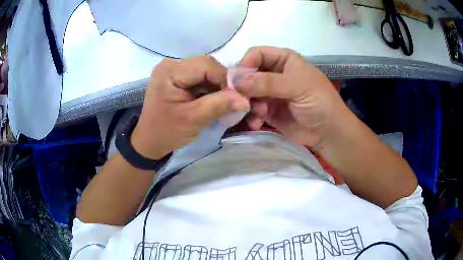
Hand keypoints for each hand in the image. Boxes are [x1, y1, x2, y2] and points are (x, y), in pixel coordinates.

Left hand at [131, 56, 249, 158]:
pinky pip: (200, 77)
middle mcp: (171, 64)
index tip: (236, 98)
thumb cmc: (167, 132)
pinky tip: (211, 99)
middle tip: (230, 101)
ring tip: (221, 102)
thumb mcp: (194, 120)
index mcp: (170, 71)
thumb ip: (219, 106)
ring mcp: (173, 69)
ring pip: (206, 70)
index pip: (207, 64)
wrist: (149, 141)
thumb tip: (245, 99)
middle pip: (207, 65)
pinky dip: (209, 87)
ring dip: (216, 85)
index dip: (226, 78)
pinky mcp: (176, 77)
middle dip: (222, 82)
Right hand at [236, 46, 348, 146]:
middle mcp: (274, 74)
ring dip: (248, 103)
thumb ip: (268, 83)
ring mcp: (270, 93)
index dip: (246, 64)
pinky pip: (252, 110)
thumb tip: (236, 80)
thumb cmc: (319, 102)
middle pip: (248, 74)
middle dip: (243, 87)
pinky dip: (251, 116)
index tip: (237, 80)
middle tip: (241, 100)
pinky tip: (256, 124)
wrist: (328, 133)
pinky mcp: (268, 111)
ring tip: (258, 114)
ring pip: (247, 93)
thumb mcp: (298, 87)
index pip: (257, 54)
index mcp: (284, 60)